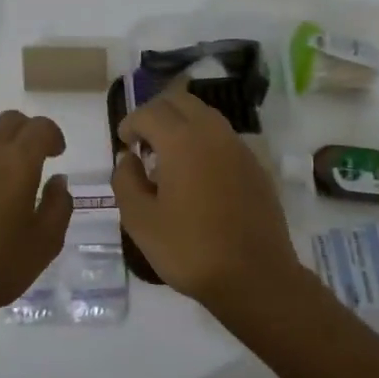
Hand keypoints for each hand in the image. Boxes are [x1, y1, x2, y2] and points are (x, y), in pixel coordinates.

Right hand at [111, 89, 306, 314]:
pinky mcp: (255, 165)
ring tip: (168, 157)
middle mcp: (213, 133)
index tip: (123, 143)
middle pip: (180, 101)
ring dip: (182, 124)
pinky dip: (204, 140)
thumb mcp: (140, 221)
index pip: (150, 112)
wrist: (255, 276)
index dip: (130, 122)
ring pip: (205, 115)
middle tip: (143, 141)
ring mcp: (239, 147)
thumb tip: (128, 158)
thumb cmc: (190, 249)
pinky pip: (223, 137)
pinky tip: (197, 174)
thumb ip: (126, 181)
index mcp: (182, 140)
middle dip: (157, 113)